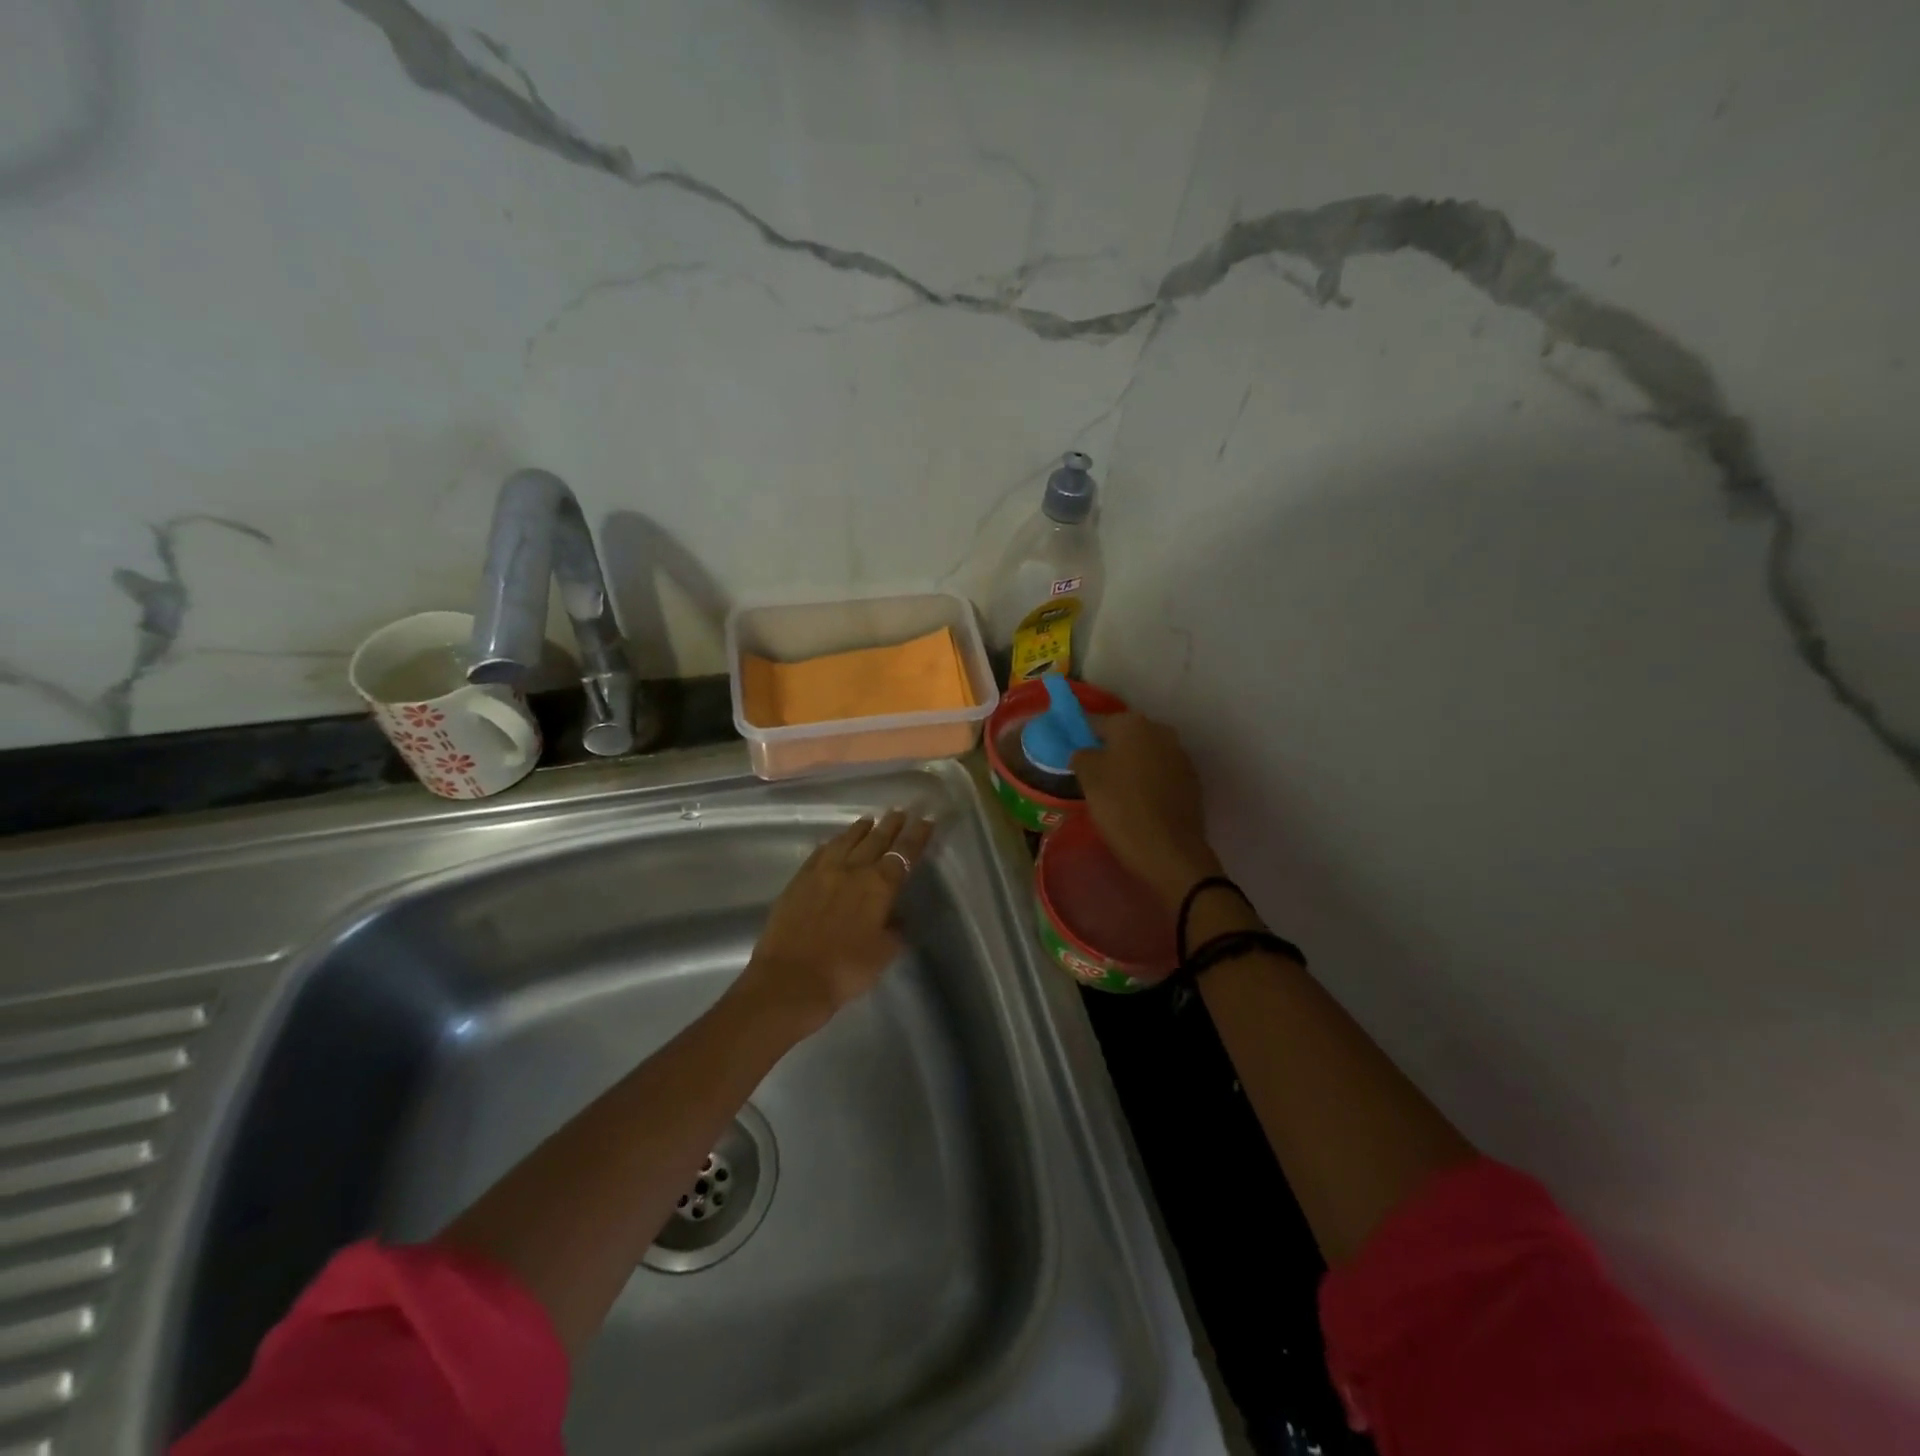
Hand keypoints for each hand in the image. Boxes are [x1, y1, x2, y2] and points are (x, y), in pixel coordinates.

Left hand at [733, 810, 935, 1038]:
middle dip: (891, 825)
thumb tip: (896, 917)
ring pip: (846, 841)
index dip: (916, 836)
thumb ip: (895, 931)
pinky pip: (820, 852)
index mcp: (879, 885)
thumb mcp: (883, 954)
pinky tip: (834, 841)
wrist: (791, 979)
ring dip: (861, 829)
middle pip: (876, 840)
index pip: (904, 853)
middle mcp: (852, 869)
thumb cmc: (845, 970)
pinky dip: (832, 843)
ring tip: (870, 819)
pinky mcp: (799, 880)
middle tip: (900, 811)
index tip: (925, 821)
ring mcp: (822, 871)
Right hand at [1070, 713, 1223, 909]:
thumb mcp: (1088, 780)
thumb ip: (1082, 756)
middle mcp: (1160, 731)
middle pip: (1125, 736)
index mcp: (1132, 724)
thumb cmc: (1121, 809)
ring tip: (1115, 792)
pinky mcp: (1192, 780)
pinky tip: (1138, 803)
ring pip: (1145, 754)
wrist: (1170, 851)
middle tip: (1092, 776)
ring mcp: (1180, 755)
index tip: (1073, 756)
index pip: (1097, 723)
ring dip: (1130, 766)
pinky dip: (1148, 782)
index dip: (1082, 738)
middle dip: (1109, 751)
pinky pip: (1161, 773)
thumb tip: (1085, 753)